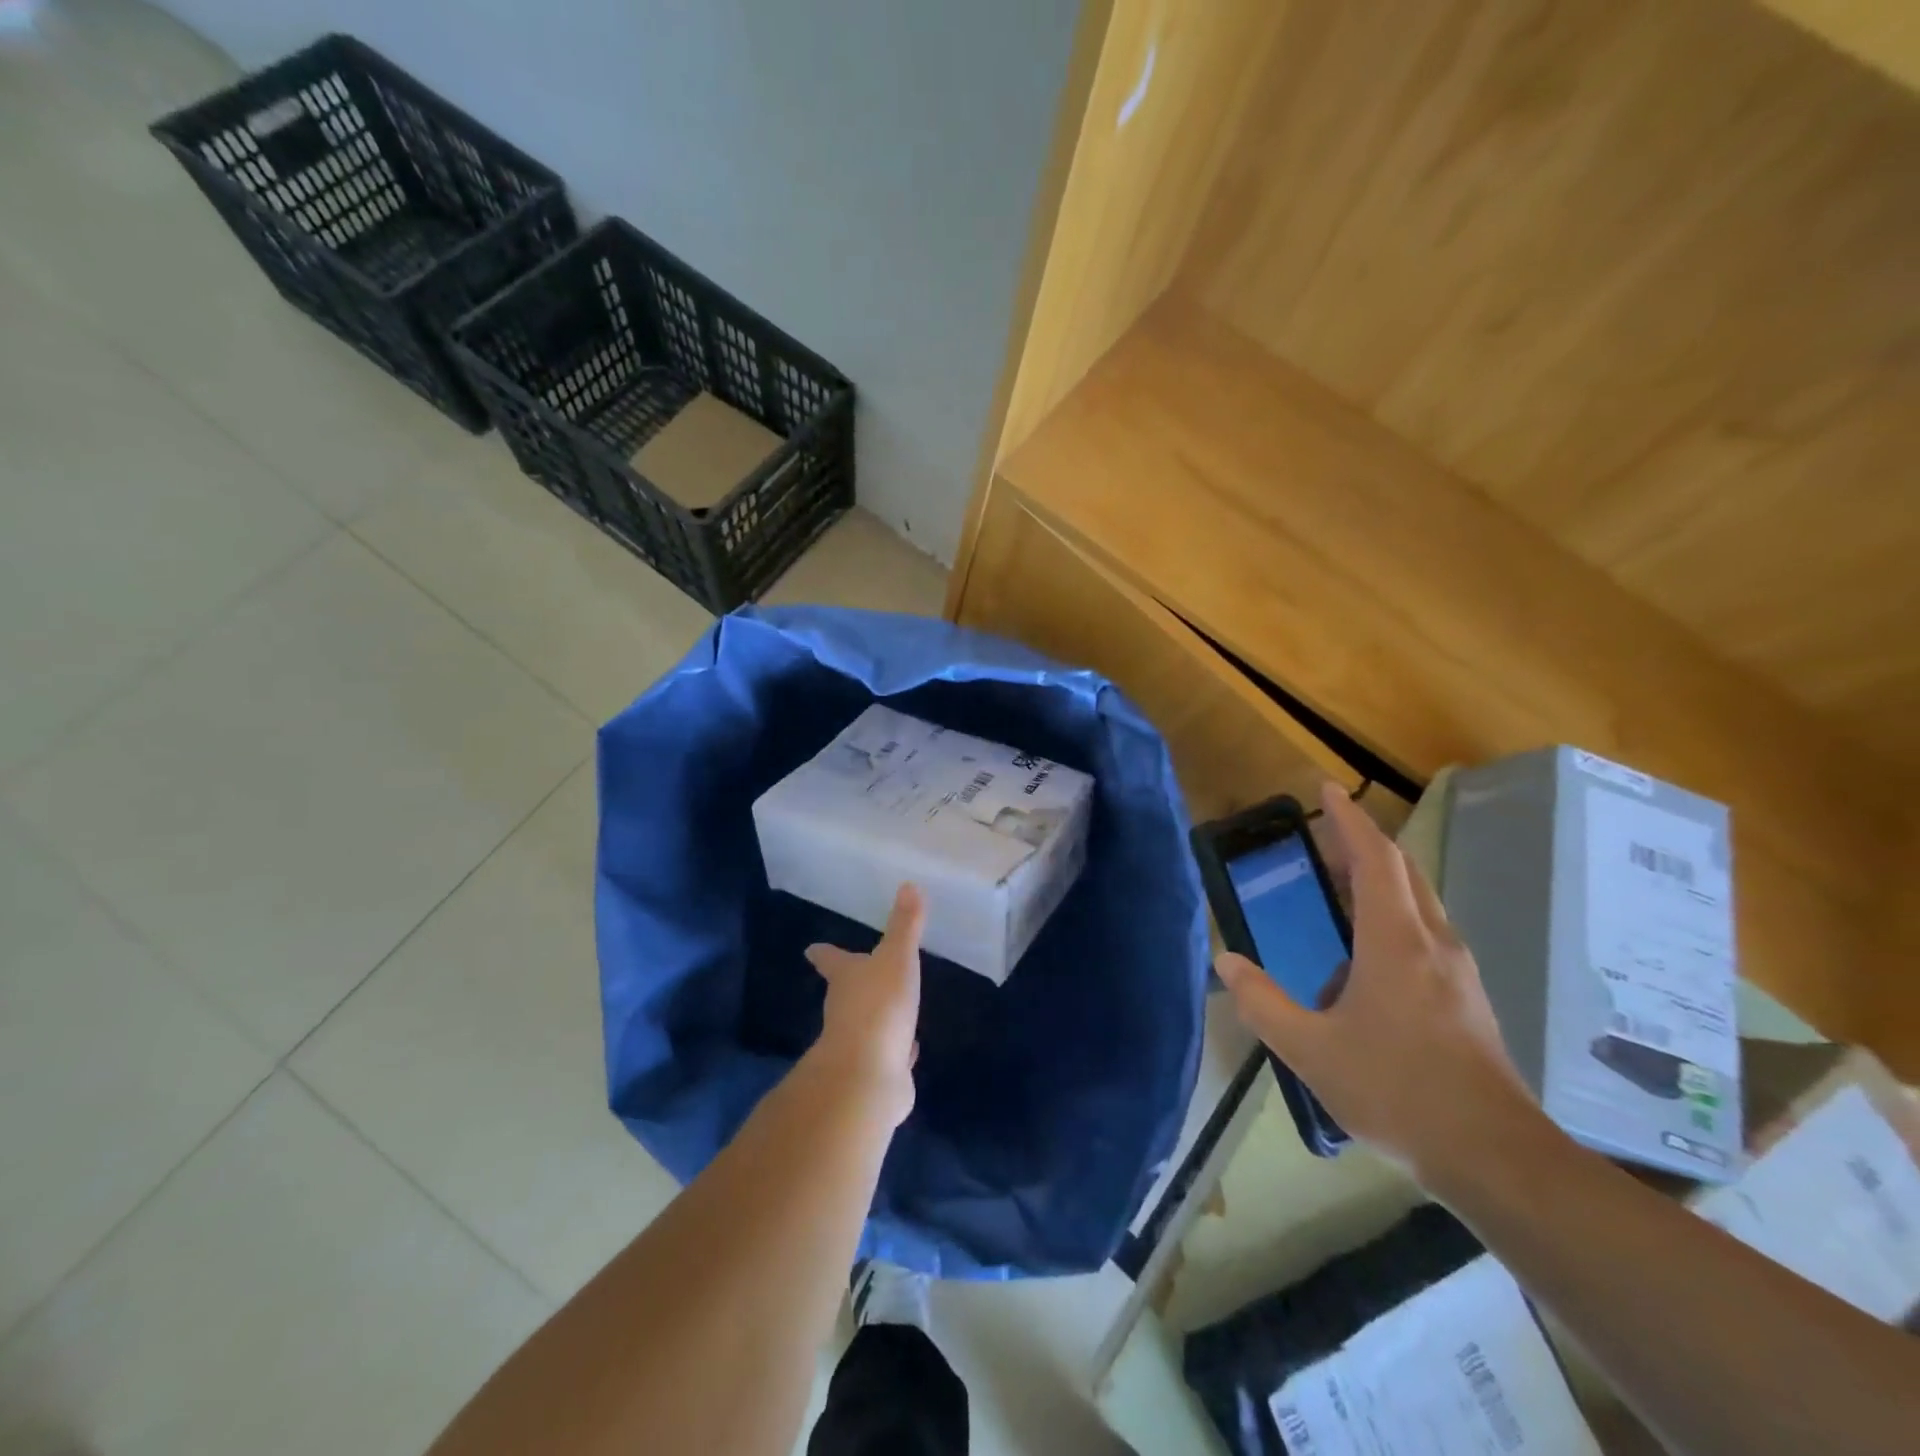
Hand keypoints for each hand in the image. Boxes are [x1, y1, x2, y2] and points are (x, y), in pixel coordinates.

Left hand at [805, 884, 924, 1127]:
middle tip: (862, 973)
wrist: (868, 1074)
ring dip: (878, 1016)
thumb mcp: (896, 957)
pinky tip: (908, 1049)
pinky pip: (888, 1054)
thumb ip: (905, 925)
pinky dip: (897, 1049)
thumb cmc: (878, 1005)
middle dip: (854, 983)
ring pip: (868, 1023)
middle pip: (845, 991)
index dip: (824, 953)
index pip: (831, 959)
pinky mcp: (877, 1070)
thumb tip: (908, 884)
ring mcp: (859, 1042)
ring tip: (893, 1008)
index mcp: (845, 978)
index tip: (812, 948)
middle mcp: (844, 1009)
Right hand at [1216, 783, 1540, 1184]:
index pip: (1374, 859)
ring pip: (1419, 902)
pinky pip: (1425, 934)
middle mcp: (1432, 943)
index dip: (1348, 820)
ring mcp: (1457, 970)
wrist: (1495, 1157)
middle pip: (1402, 871)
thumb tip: (1226, 961)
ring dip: (1379, 882)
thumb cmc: (1397, 1091)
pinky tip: (1364, 963)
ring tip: (1337, 895)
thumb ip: (1263, 1003)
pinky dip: (1392, 919)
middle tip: (1324, 835)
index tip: (1327, 789)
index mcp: (1395, 942)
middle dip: (1363, 844)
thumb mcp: (1311, 1050)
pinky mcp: (1467, 997)